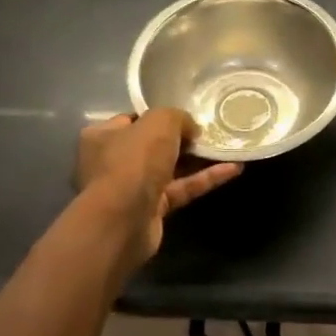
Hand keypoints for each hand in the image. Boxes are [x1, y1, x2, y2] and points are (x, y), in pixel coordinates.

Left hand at [75, 110, 241, 262]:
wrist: (123, 219)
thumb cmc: (133, 161)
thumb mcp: (159, 122)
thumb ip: (178, 117)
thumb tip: (191, 129)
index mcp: (102, 136)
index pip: (133, 120)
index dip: (160, 117)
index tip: (186, 116)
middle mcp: (112, 161)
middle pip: (153, 146)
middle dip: (182, 140)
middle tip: (209, 132)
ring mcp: (132, 188)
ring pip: (170, 169)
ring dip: (198, 160)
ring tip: (227, 148)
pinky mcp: (152, 210)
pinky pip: (181, 189)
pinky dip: (204, 179)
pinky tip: (233, 169)